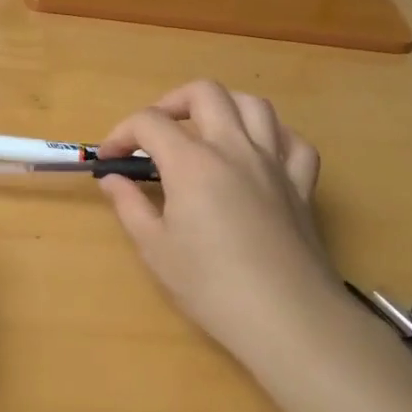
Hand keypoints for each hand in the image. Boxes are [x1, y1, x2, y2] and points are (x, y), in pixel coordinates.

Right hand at [96, 80, 335, 358]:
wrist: (286, 318)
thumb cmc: (211, 285)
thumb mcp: (155, 248)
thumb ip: (130, 205)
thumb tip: (113, 179)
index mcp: (192, 162)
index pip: (149, 122)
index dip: (122, 133)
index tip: (109, 159)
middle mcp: (234, 148)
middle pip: (204, 93)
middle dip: (171, 102)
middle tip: (155, 132)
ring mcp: (273, 163)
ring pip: (254, 105)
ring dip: (224, 107)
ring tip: (205, 131)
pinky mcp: (301, 185)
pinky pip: (293, 142)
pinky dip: (273, 137)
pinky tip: (258, 153)